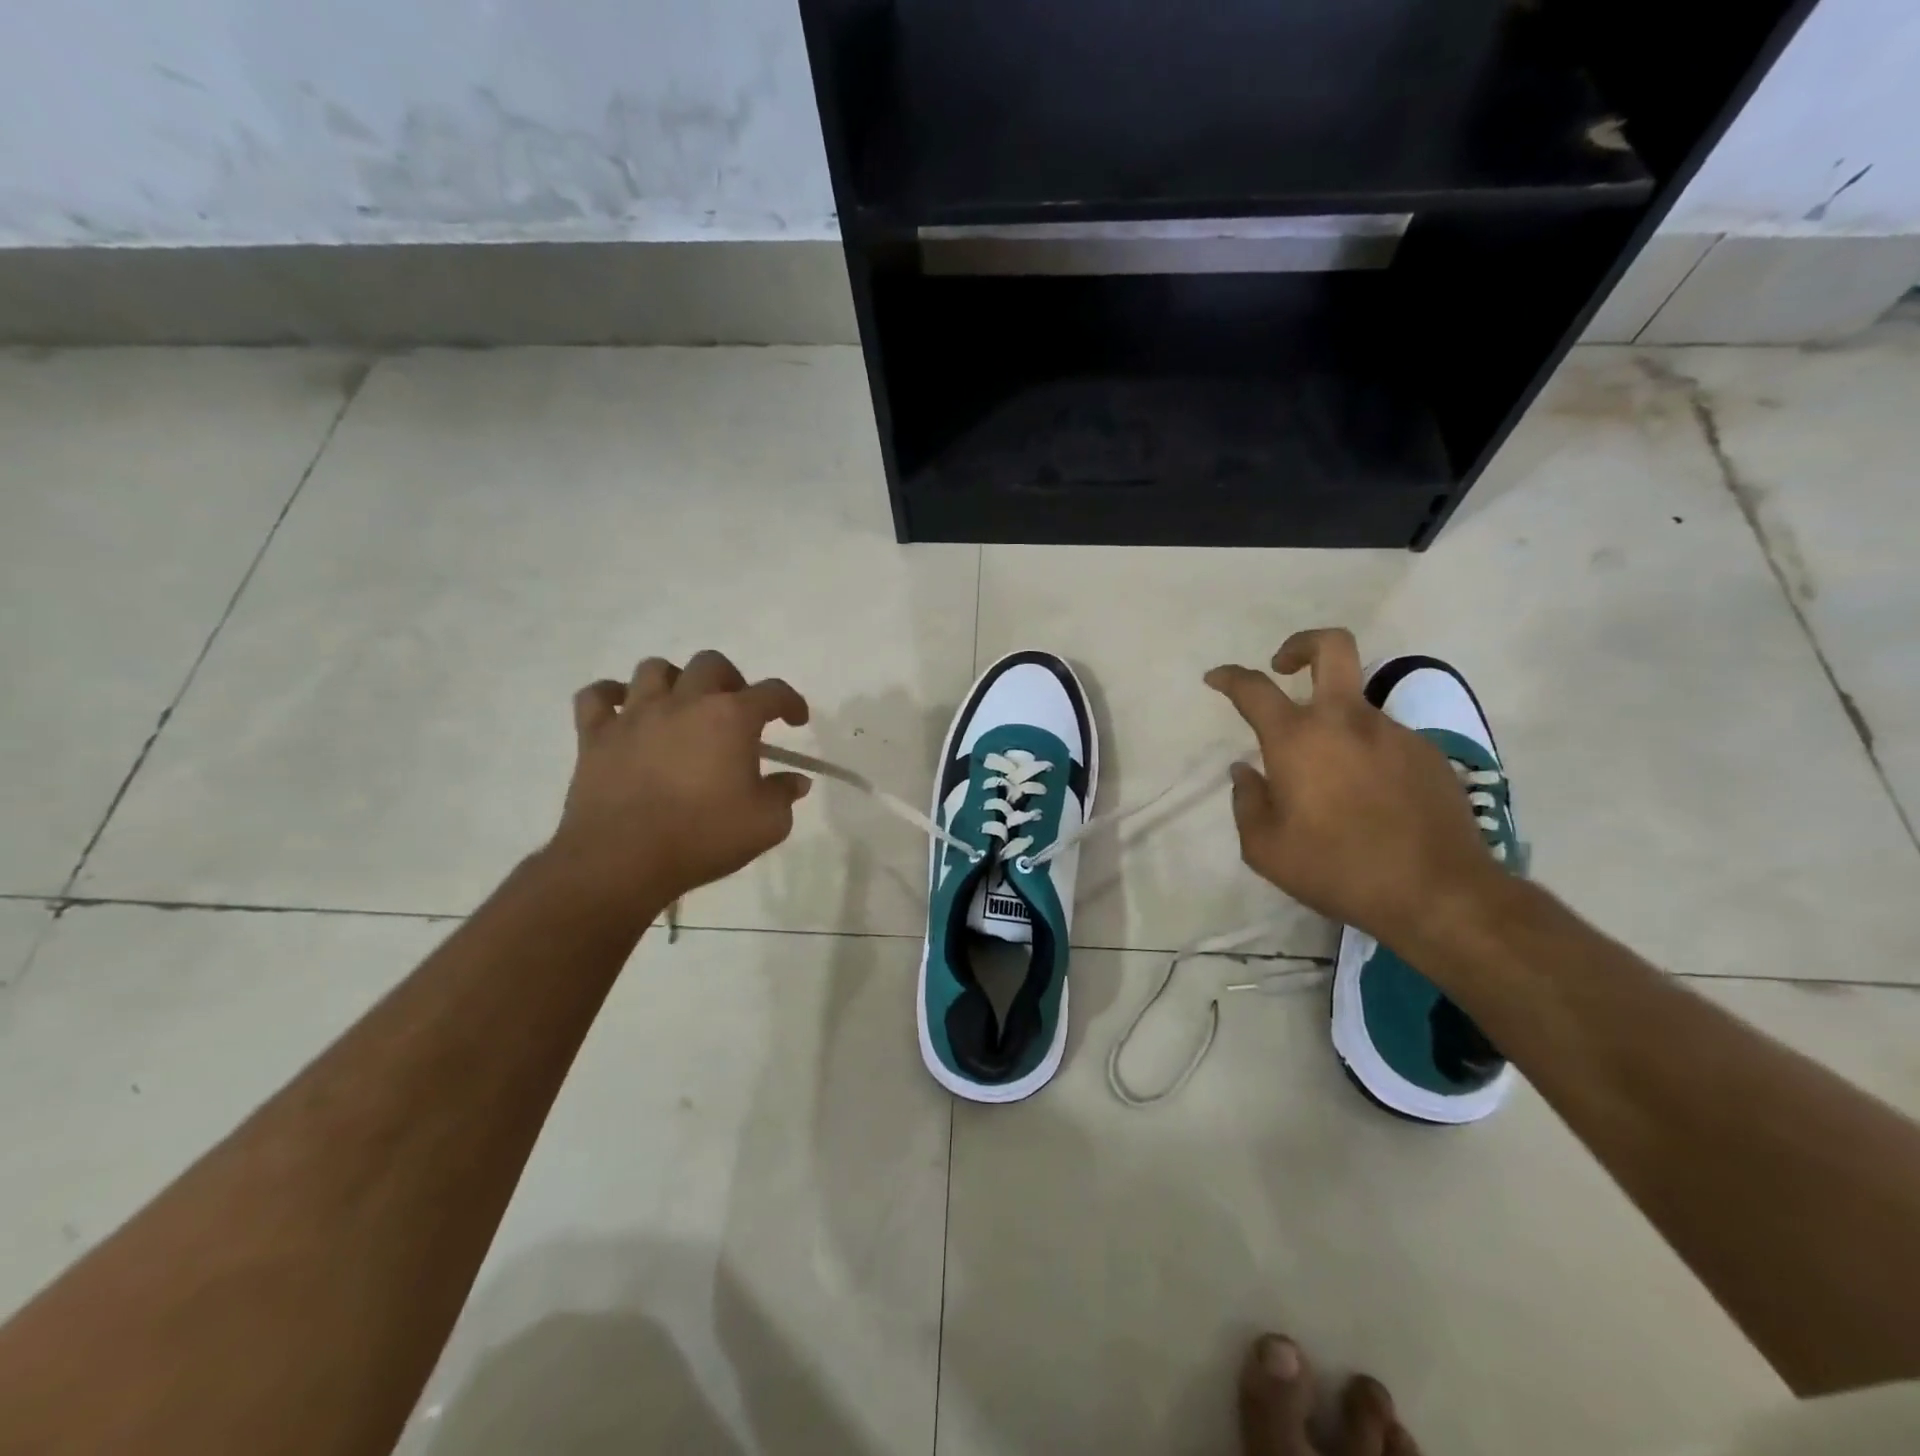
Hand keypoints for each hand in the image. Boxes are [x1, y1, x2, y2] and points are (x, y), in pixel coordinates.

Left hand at [550, 650, 811, 906]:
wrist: (623, 860)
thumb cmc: (703, 837)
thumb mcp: (766, 824)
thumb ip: (784, 795)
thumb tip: (795, 781)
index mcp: (731, 717)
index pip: (772, 692)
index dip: (790, 702)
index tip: (796, 719)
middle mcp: (684, 702)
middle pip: (711, 664)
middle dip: (731, 681)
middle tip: (736, 711)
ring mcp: (636, 714)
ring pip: (654, 669)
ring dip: (674, 681)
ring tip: (681, 706)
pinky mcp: (596, 735)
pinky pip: (597, 696)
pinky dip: (612, 696)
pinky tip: (623, 711)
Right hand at [1205, 628, 1498, 948]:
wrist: (1438, 893)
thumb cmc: (1336, 868)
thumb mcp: (1265, 849)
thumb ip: (1246, 802)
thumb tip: (1246, 772)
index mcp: (1298, 740)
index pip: (1254, 688)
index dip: (1230, 677)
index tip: (1216, 678)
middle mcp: (1347, 721)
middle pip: (1331, 647)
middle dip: (1301, 644)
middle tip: (1284, 665)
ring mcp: (1394, 733)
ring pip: (1357, 705)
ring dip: (1334, 722)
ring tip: (1329, 778)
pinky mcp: (1429, 754)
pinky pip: (1385, 740)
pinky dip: (1366, 753)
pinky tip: (1368, 798)